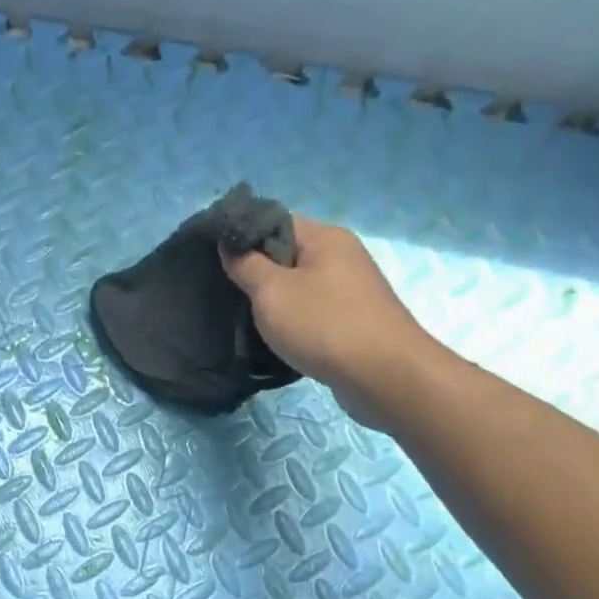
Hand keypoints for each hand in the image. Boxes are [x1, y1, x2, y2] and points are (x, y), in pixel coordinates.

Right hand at [223, 217, 442, 426]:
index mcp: (325, 238)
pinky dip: (291, 320)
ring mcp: (350, 289)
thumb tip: (229, 244)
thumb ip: (245, 264)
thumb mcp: (271, 291)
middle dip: (255, 272)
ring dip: (272, 300)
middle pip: (286, 254)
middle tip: (224, 291)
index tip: (214, 259)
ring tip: (243, 317)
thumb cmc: (323, 324)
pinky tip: (274, 337)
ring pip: (298, 285)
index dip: (243, 237)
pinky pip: (311, 310)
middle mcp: (342, 256)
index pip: (274, 222)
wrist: (384, 375)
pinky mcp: (353, 320)